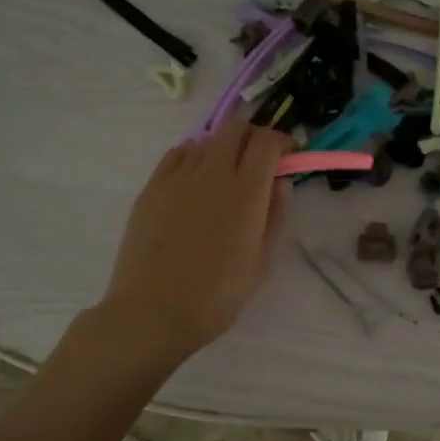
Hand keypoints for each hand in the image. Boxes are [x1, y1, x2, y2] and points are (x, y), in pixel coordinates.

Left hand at [96, 118, 291, 363]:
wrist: (153, 311)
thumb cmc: (216, 296)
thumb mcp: (260, 262)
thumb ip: (274, 216)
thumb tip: (280, 184)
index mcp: (246, 193)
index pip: (266, 142)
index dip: (281, 142)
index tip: (288, 155)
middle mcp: (212, 173)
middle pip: (235, 128)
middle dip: (253, 135)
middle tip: (259, 160)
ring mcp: (177, 177)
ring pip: (206, 140)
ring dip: (223, 148)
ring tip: (225, 175)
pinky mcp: (151, 187)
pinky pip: (177, 155)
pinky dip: (193, 156)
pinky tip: (195, 178)